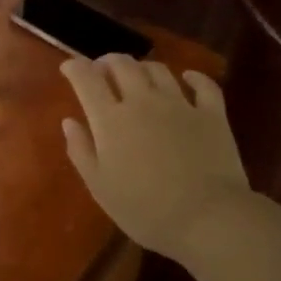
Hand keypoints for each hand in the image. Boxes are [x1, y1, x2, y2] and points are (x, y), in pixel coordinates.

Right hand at [60, 55, 249, 265]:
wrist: (208, 218)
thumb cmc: (145, 209)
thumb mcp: (100, 187)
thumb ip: (81, 150)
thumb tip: (69, 121)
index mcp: (110, 119)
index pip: (86, 79)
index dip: (74, 67)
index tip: (68, 67)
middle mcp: (142, 101)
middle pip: (122, 65)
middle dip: (107, 61)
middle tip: (102, 69)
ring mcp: (180, 104)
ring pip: (158, 69)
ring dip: (142, 67)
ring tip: (137, 75)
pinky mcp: (212, 114)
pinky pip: (203, 85)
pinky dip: (193, 77)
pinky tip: (188, 78)